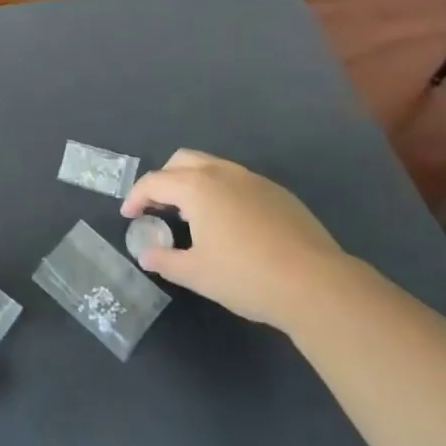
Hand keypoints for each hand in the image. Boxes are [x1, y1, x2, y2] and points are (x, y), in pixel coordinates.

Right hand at [121, 149, 346, 327]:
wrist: (316, 284)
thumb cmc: (246, 276)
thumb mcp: (197, 274)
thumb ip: (165, 260)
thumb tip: (146, 255)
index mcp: (197, 187)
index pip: (154, 182)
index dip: (136, 197)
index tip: (129, 216)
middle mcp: (222, 173)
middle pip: (182, 161)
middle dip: (164, 180)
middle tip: (159, 209)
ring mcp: (253, 180)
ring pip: (212, 167)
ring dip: (194, 183)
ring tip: (193, 215)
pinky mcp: (278, 193)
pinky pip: (238, 181)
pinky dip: (221, 192)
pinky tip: (230, 224)